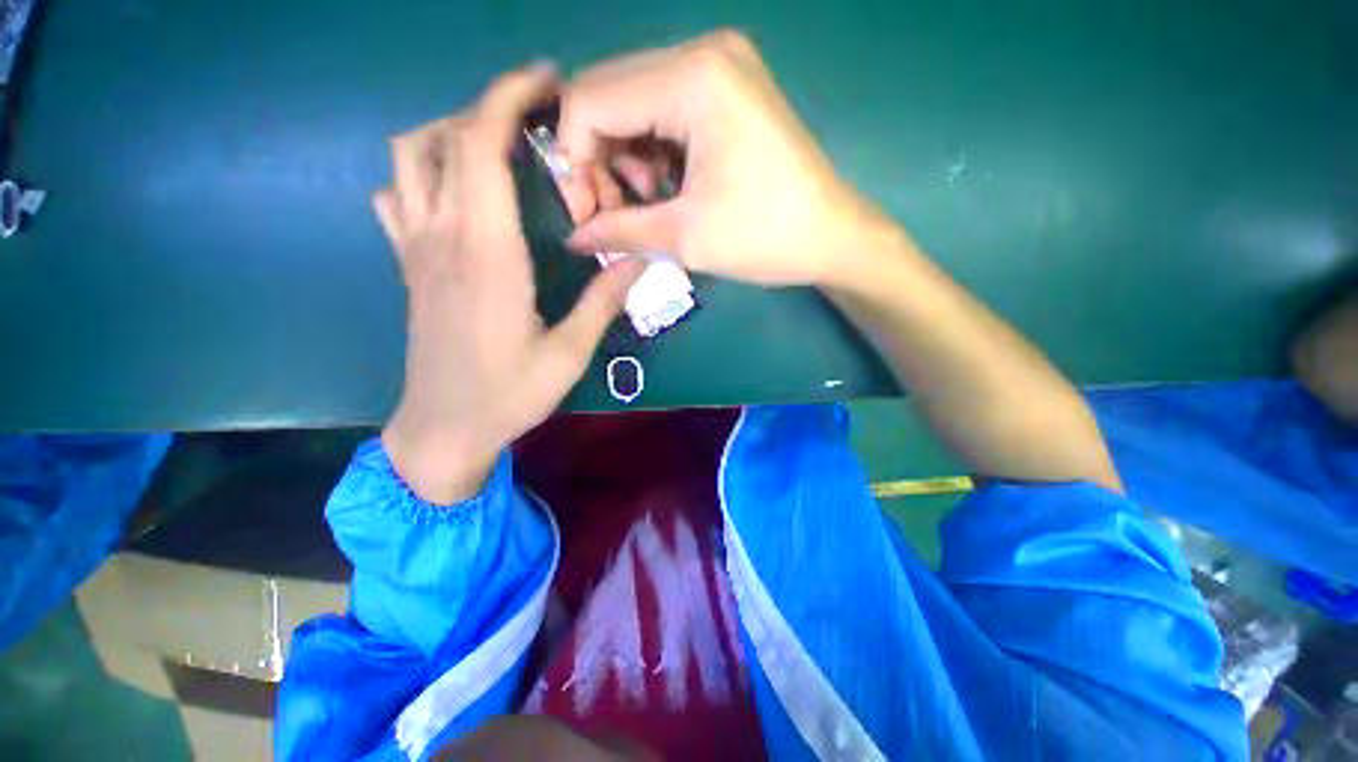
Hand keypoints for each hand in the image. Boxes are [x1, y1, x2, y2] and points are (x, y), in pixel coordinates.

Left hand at [376, 64, 643, 504]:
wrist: (444, 427)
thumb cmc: (510, 394)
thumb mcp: (570, 353)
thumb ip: (603, 301)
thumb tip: (639, 260)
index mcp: (487, 254)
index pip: (480, 147)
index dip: (507, 98)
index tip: (545, 82)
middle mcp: (442, 237)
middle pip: (443, 137)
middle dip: (487, 105)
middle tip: (537, 115)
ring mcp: (416, 249)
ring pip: (407, 158)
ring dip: (450, 134)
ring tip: (497, 148)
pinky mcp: (408, 266)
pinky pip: (396, 195)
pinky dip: (420, 173)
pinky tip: (456, 193)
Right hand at [556, 30, 899, 287]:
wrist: (832, 237)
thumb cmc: (765, 238)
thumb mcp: (686, 238)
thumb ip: (619, 232)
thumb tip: (574, 238)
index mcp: (692, 79)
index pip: (589, 100)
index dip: (572, 161)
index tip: (584, 216)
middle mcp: (702, 54)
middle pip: (608, 97)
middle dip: (597, 161)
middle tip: (612, 215)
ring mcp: (718, 68)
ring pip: (632, 106)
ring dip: (624, 161)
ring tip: (648, 206)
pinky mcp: (726, 91)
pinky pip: (661, 113)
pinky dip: (650, 154)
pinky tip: (666, 189)